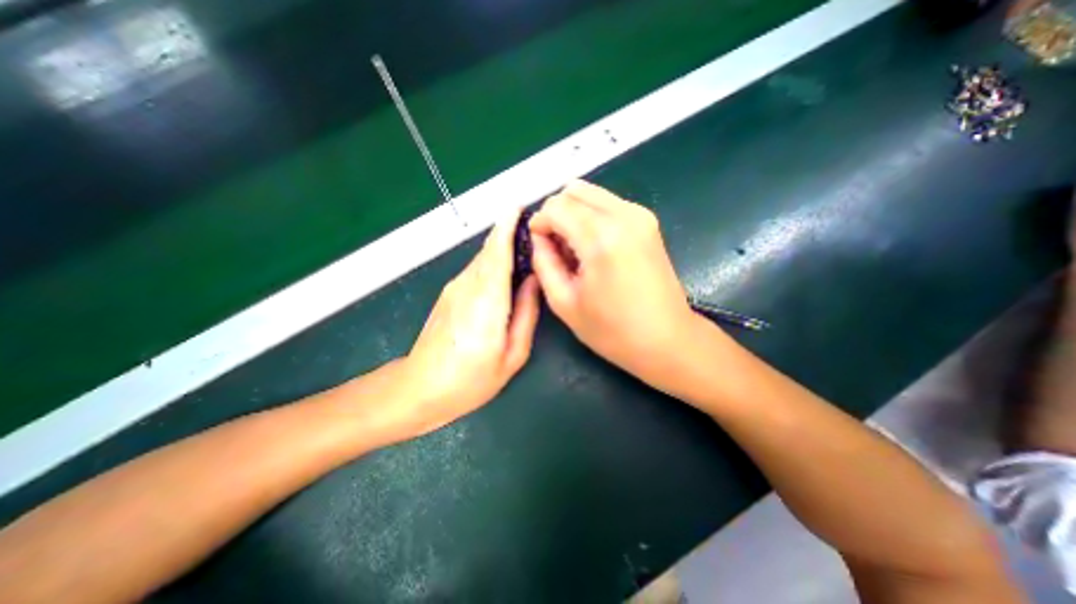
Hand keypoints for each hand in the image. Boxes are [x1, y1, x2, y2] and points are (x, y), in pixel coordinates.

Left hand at [395, 211, 542, 438]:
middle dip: (509, 233)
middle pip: (490, 250)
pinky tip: (504, 272)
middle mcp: (468, 286)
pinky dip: (491, 263)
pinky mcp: (447, 294)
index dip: (508, 227)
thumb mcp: (512, 355)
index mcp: (488, 301)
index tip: (519, 207)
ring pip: (482, 259)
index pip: (498, 253)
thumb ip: (526, 314)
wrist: (420, 388)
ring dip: (502, 248)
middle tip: (533, 228)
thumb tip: (533, 282)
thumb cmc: (471, 379)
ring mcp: (454, 288)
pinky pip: (475, 270)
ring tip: (524, 248)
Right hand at [528, 180, 697, 396]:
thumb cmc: (613, 330)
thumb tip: (538, 237)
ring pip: (591, 193)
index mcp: (601, 238)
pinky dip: (592, 216)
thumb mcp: (564, 302)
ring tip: (574, 248)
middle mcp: (623, 215)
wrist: (667, 339)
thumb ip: (544, 262)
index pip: (556, 207)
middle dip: (556, 214)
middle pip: (574, 191)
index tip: (538, 245)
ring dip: (574, 214)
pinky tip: (593, 246)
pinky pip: (608, 204)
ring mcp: (640, 215)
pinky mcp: (648, 221)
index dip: (539, 223)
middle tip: (555, 245)